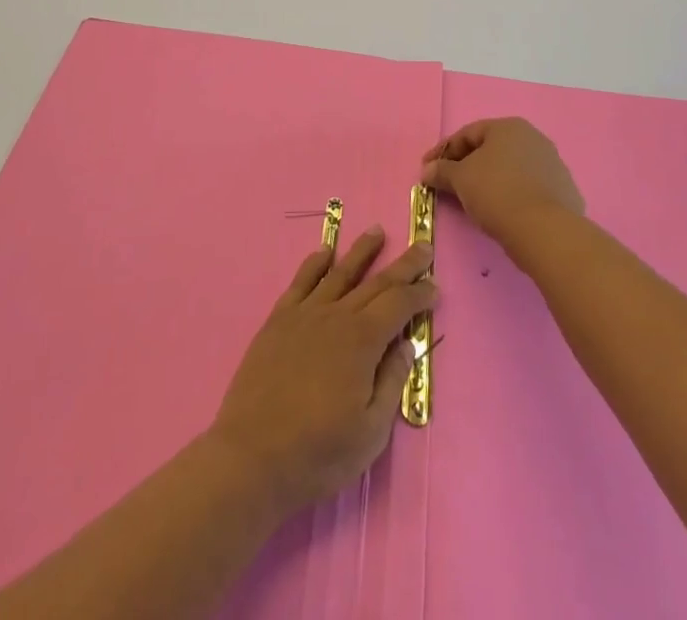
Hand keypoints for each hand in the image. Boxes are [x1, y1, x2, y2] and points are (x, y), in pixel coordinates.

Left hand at [207, 229, 435, 515]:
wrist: (252, 456)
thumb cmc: (318, 452)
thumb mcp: (370, 432)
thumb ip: (391, 382)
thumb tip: (407, 344)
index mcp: (362, 341)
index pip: (398, 305)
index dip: (419, 295)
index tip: (435, 287)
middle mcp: (336, 316)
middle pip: (375, 282)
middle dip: (402, 265)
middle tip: (422, 246)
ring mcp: (304, 315)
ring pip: (339, 273)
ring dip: (361, 251)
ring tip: (376, 231)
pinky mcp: (278, 320)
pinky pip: (300, 282)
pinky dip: (314, 263)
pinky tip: (324, 252)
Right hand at [422, 117, 584, 248]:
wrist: (545, 231)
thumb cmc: (497, 193)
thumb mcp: (460, 179)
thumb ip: (441, 170)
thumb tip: (427, 170)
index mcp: (508, 127)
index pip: (467, 134)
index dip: (443, 151)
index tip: (427, 169)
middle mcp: (533, 138)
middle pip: (491, 149)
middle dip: (467, 165)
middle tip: (449, 184)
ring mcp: (553, 163)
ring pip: (511, 169)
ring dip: (490, 180)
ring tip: (475, 201)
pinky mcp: (564, 190)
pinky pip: (529, 188)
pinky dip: (512, 195)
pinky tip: (503, 211)